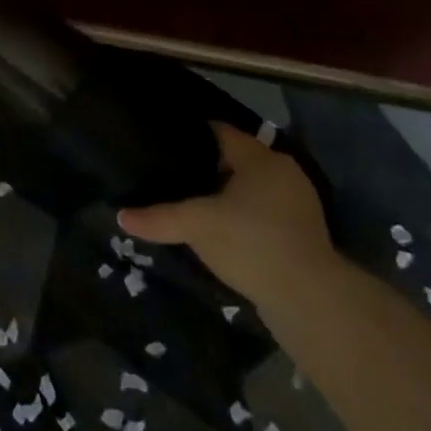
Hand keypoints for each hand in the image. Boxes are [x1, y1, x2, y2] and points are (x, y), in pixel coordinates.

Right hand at [117, 123, 336, 305]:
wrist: (310, 299)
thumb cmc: (250, 242)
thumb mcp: (195, 225)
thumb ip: (158, 217)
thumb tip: (121, 216)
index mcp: (260, 158)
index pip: (220, 132)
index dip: (190, 135)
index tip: (163, 143)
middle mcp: (283, 172)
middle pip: (235, 159)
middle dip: (205, 166)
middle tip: (170, 175)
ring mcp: (298, 204)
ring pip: (250, 188)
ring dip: (224, 194)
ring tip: (190, 203)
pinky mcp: (303, 234)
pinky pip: (262, 213)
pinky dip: (241, 217)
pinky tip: (220, 231)